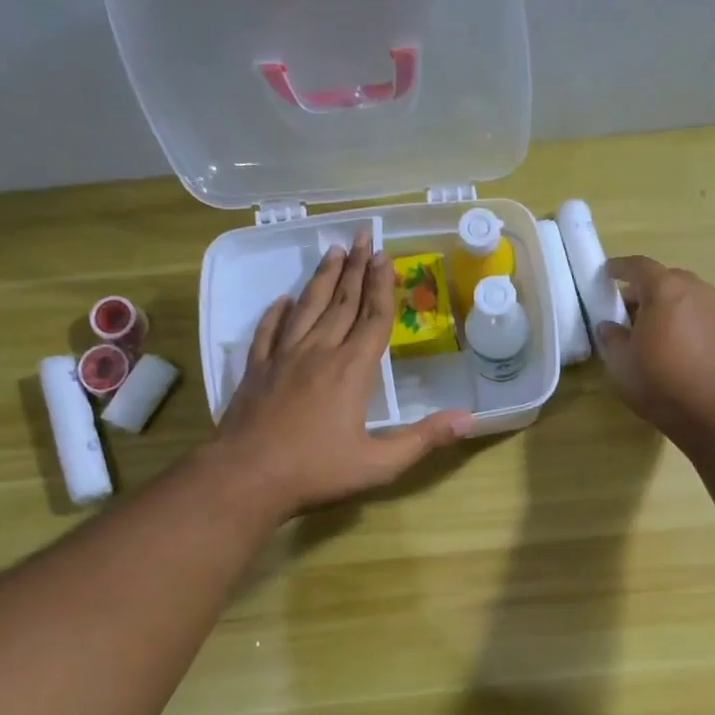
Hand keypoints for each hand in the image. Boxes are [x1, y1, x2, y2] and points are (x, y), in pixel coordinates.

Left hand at [213, 232, 472, 513]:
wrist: (246, 478)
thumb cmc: (316, 471)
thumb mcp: (379, 464)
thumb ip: (423, 439)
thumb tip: (467, 419)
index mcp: (351, 371)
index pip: (373, 319)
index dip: (382, 287)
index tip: (385, 256)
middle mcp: (318, 353)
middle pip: (341, 303)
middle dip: (355, 268)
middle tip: (362, 236)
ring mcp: (283, 359)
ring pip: (306, 308)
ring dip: (321, 279)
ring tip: (332, 251)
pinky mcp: (256, 370)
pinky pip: (269, 332)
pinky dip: (278, 312)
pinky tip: (284, 300)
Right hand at [594, 255, 714, 435]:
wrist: (708, 407)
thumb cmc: (657, 378)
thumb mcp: (620, 359)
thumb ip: (611, 336)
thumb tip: (608, 326)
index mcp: (664, 288)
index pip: (638, 266)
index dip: (619, 268)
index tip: (606, 273)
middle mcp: (691, 288)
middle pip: (661, 278)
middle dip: (640, 289)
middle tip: (621, 308)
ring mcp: (710, 307)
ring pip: (678, 294)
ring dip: (659, 304)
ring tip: (640, 326)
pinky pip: (689, 310)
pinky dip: (673, 316)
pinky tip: (660, 339)